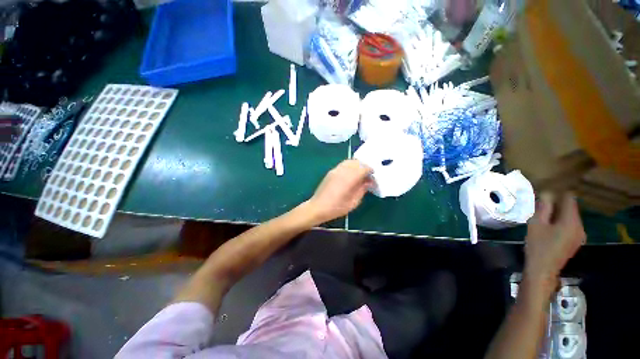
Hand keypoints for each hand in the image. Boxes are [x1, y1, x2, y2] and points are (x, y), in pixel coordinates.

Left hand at [306, 160, 372, 223]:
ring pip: (350, 161)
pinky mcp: (331, 172)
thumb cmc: (336, 208)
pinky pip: (343, 164)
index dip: (371, 171)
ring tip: (360, 175)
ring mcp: (335, 170)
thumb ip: (362, 190)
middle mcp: (342, 171)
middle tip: (368, 176)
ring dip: (357, 165)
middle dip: (365, 167)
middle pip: (357, 162)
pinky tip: (351, 175)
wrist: (318, 207)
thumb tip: (368, 182)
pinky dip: (350, 166)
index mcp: (349, 179)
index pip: (363, 168)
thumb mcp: (353, 202)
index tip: (374, 178)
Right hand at [524, 193, 585, 292]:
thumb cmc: (538, 245)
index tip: (545, 193)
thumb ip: (543, 208)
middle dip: (557, 205)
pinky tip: (549, 228)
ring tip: (542, 217)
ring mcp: (579, 235)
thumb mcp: (536, 224)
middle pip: (571, 208)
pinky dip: (560, 222)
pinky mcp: (575, 241)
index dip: (558, 193)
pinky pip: (570, 225)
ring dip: (558, 214)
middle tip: (540, 206)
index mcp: (571, 221)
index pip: (570, 199)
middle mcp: (580, 226)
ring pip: (570, 217)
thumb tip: (547, 193)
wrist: (543, 269)